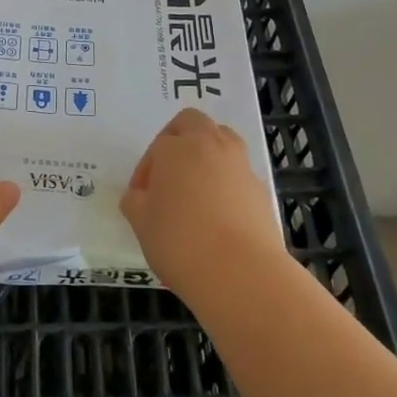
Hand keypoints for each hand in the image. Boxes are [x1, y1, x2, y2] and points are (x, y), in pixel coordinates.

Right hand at [121, 108, 285, 296]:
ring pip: (221, 141)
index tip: (141, 197)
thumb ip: (136, 202)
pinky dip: (226, 184)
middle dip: (178, 140)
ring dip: (206, 156)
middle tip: (168, 174)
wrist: (242, 273)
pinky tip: (218, 216)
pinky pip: (238, 174)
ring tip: (195, 191)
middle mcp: (211, 145)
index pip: (157, 146)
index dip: (146, 170)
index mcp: (177, 147)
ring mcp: (240, 165)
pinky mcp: (261, 189)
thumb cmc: (181, 242)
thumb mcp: (142, 224)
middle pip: (193, 123)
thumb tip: (139, 196)